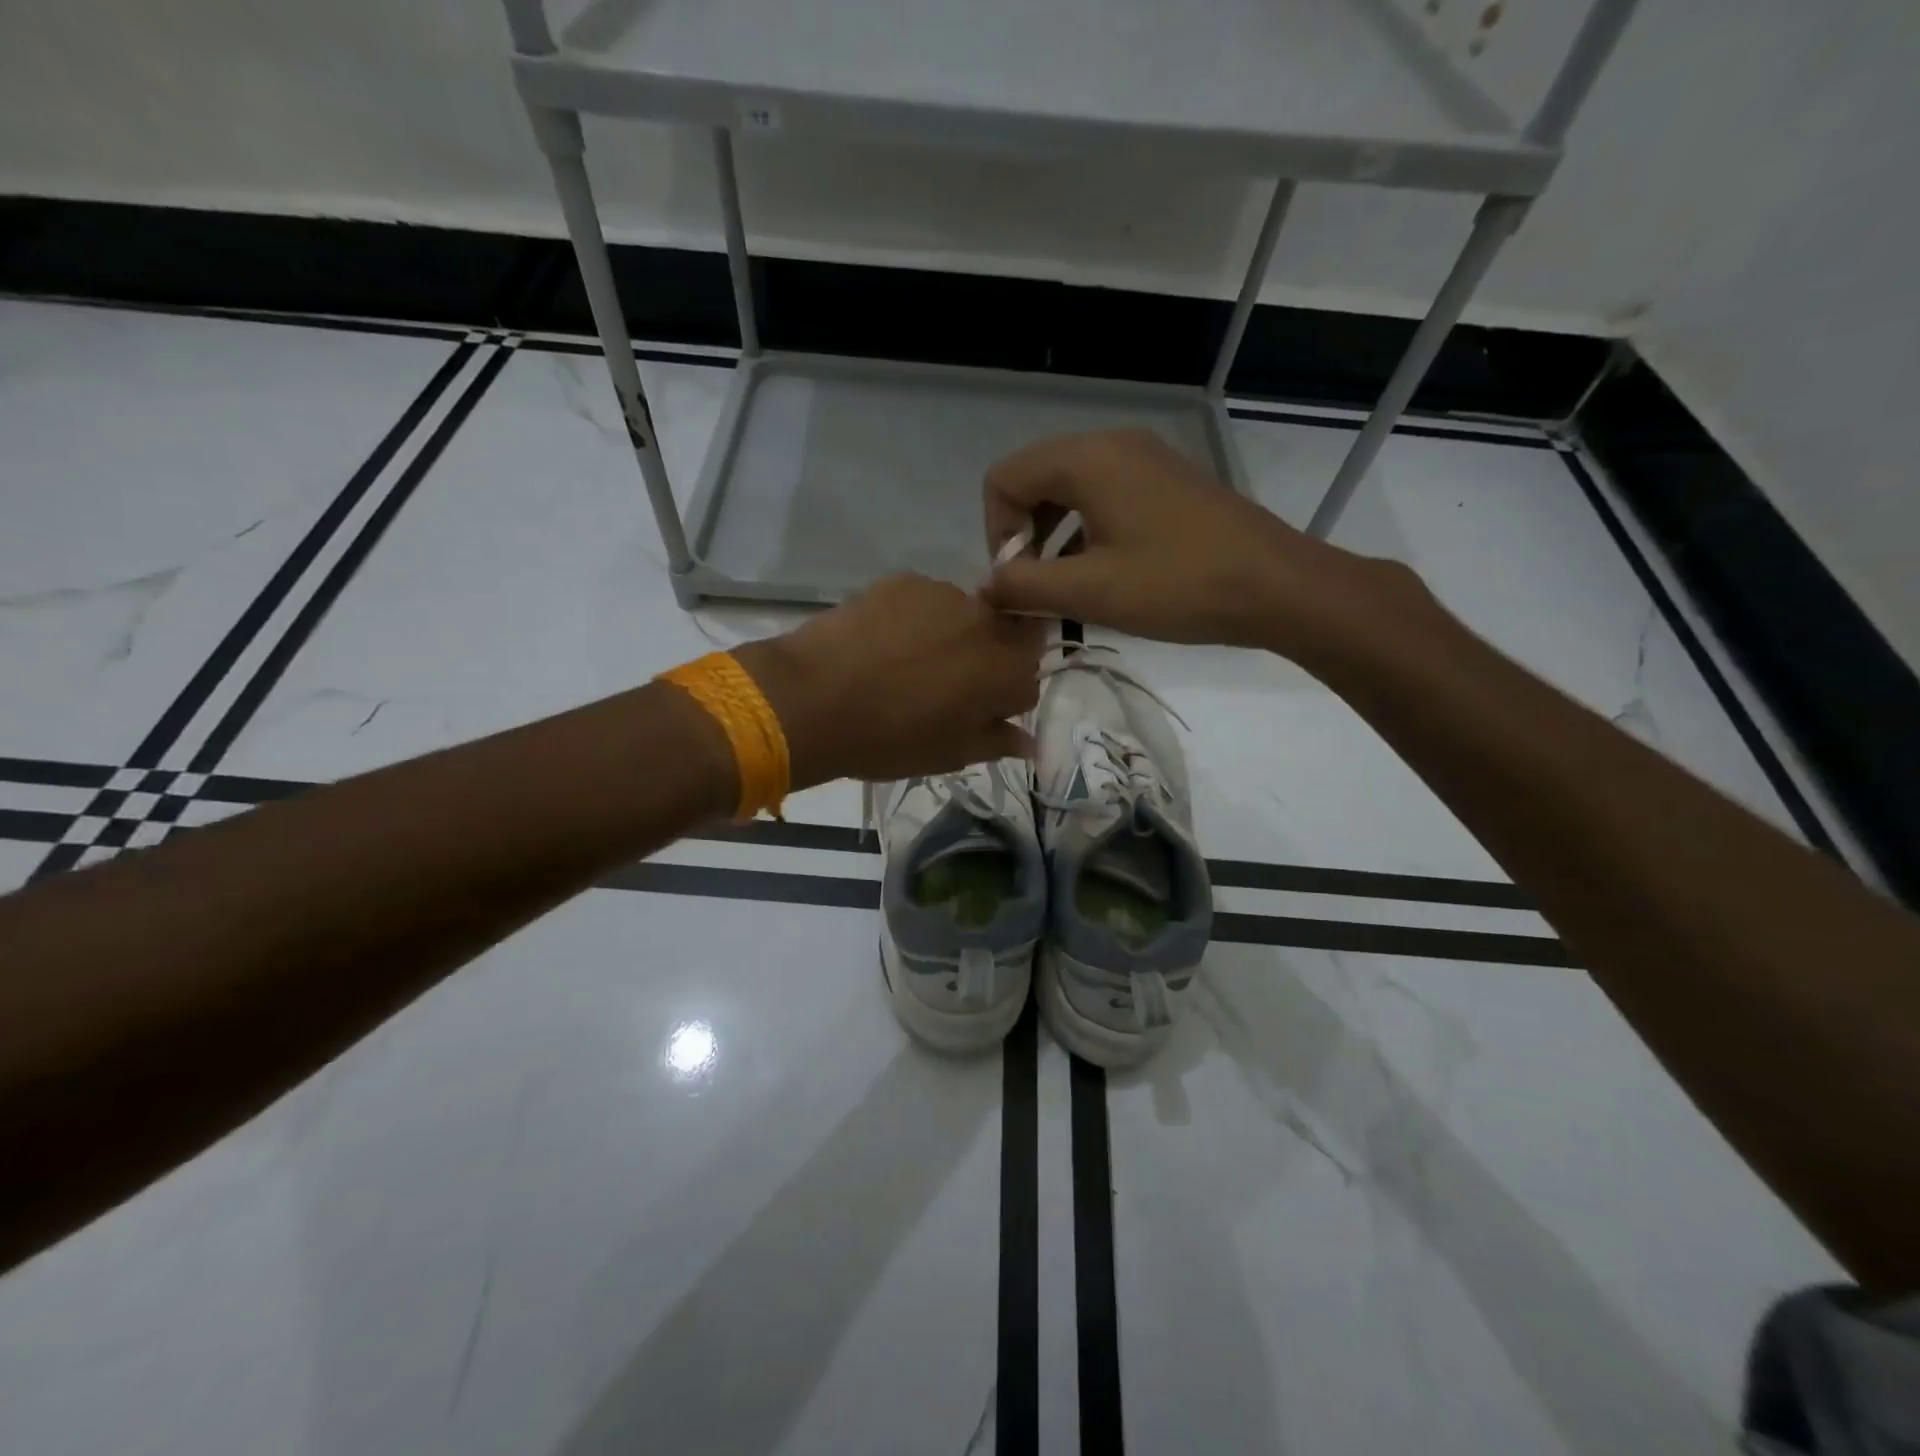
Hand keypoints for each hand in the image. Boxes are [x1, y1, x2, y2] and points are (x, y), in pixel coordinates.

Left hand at [735, 573, 1043, 789]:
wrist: (814, 699)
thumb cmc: (888, 739)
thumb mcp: (949, 755)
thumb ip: (996, 741)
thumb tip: (1027, 740)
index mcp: (1006, 671)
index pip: (1028, 681)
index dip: (1002, 700)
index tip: (974, 713)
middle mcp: (988, 624)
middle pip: (1003, 638)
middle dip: (985, 660)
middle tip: (942, 685)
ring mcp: (945, 595)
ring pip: (964, 617)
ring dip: (950, 636)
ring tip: (904, 662)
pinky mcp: (906, 580)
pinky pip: (925, 601)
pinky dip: (914, 619)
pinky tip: (881, 642)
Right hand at [981, 429, 1410, 657]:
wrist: (1276, 586)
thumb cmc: (1178, 585)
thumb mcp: (1090, 590)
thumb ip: (1024, 584)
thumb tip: (986, 585)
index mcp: (1087, 459)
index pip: (1004, 479)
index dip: (997, 532)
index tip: (1018, 581)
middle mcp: (1112, 445)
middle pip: (1035, 479)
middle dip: (1023, 534)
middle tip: (1036, 588)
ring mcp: (1144, 460)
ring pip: (1069, 490)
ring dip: (1053, 537)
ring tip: (1065, 588)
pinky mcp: (1166, 482)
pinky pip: (1104, 496)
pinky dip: (1085, 532)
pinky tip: (1100, 576)